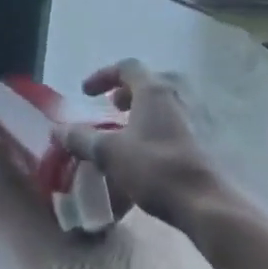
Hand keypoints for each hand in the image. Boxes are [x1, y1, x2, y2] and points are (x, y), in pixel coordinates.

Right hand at [53, 59, 220, 226]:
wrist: (206, 201)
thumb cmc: (155, 168)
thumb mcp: (109, 153)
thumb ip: (82, 138)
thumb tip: (58, 131)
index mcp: (155, 90)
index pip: (127, 67)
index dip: (102, 76)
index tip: (86, 93)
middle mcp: (179, 95)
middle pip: (151, 81)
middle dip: (127, 92)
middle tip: (112, 107)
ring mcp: (198, 116)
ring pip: (166, 102)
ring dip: (144, 110)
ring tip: (128, 130)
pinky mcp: (209, 139)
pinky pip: (178, 121)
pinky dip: (159, 126)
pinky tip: (149, 151)